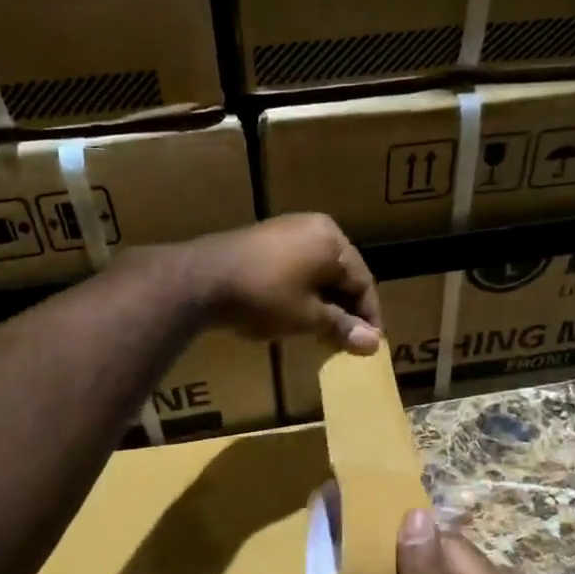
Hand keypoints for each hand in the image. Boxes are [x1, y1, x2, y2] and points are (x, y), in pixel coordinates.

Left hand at [180, 214, 381, 352]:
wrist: (200, 279)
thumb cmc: (264, 297)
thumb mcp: (307, 317)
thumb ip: (342, 327)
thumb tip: (375, 343)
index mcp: (333, 241)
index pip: (363, 282)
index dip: (368, 317)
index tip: (369, 346)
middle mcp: (315, 227)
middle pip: (342, 274)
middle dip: (345, 309)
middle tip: (345, 342)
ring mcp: (287, 229)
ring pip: (318, 271)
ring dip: (324, 302)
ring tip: (321, 332)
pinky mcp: (263, 239)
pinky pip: (297, 265)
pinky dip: (303, 290)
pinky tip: (295, 312)